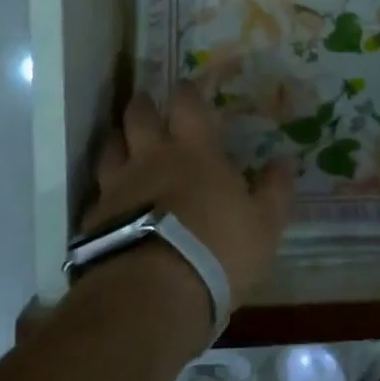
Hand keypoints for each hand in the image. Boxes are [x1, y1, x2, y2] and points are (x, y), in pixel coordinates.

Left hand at [87, 83, 293, 304]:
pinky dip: (105, 190)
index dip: (188, 92)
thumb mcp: (264, 224)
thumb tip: (285, 159)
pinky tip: (110, 201)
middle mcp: (150, 159)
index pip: (187, 105)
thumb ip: (274, 190)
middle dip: (144, 105)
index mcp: (194, 152)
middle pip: (139, 117)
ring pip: (111, 149)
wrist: (151, 294)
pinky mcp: (94, 221)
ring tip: (123, 142)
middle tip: (147, 102)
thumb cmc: (217, 250)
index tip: (188, 86)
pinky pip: (98, 193)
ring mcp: (117, 188)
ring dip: (118, 140)